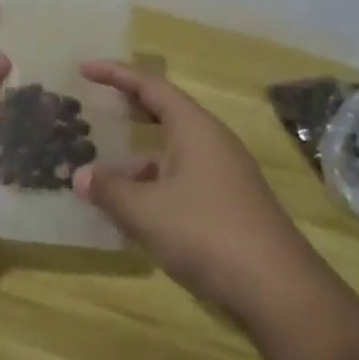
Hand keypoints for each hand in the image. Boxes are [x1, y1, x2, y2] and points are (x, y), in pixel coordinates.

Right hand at [74, 60, 328, 333]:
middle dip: (128, 111)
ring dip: (134, 163)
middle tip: (93, 108)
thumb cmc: (207, 234)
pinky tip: (128, 214)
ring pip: (169, 156)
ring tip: (96, 178)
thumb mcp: (147, 211)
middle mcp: (211, 144)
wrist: (279, 291)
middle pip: (163, 115)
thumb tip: (79, 176)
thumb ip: (109, 190)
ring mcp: (222, 176)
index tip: (85, 68)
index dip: (116, 74)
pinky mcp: (226, 207)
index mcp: (195, 128)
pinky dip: (150, 189)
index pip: (150, 86)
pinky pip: (179, 184)